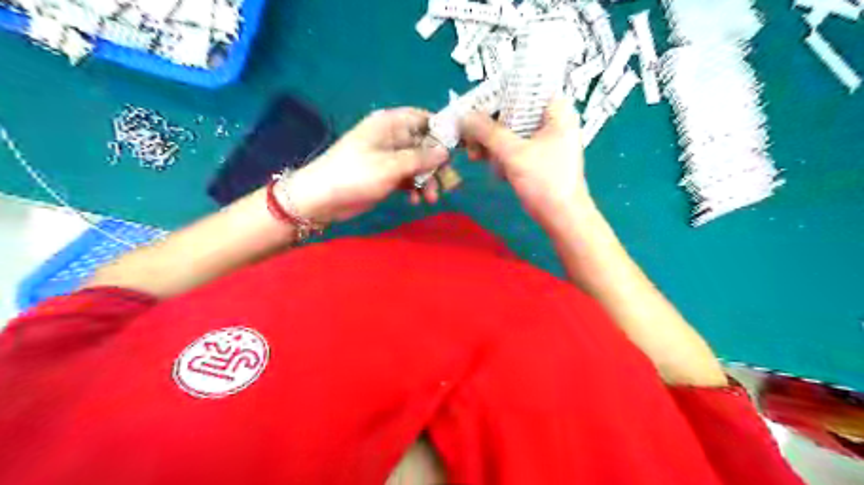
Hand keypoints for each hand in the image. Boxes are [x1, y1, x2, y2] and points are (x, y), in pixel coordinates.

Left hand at [282, 106, 448, 220]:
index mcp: (390, 124)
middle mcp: (392, 137)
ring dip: (427, 180)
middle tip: (447, 183)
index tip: (458, 149)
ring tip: (430, 198)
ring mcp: (389, 157)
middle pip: (425, 144)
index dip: (441, 131)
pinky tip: (414, 200)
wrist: (321, 199)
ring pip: (418, 164)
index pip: (423, 118)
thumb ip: (420, 158)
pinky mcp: (386, 175)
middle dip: (436, 164)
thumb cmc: (355, 175)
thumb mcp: (391, 165)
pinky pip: (408, 177)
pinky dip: (414, 188)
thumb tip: (446, 151)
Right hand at [458, 99, 594, 229]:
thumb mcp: (514, 153)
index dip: (497, 93)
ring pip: (510, 129)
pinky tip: (484, 161)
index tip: (474, 107)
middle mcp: (552, 119)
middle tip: (470, 138)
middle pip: (514, 109)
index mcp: (556, 110)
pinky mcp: (537, 155)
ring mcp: (544, 138)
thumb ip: (488, 132)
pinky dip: (499, 151)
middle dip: (489, 124)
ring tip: (474, 155)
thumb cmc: (545, 182)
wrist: (563, 218)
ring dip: (490, 140)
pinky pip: (513, 144)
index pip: (524, 87)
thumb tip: (463, 115)